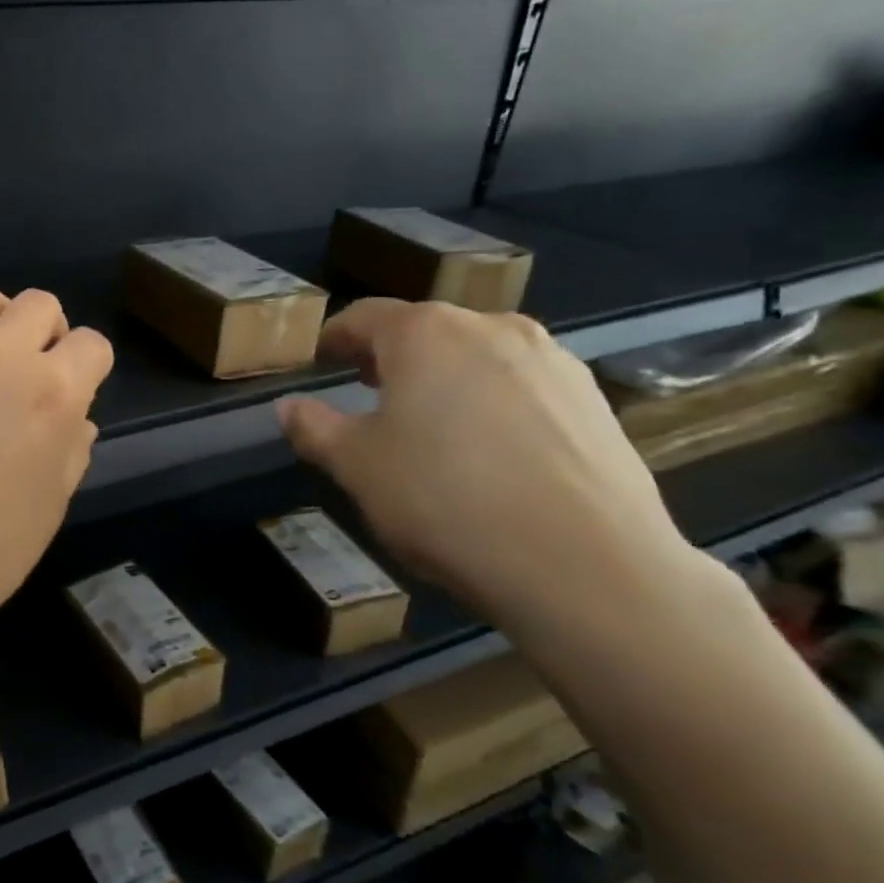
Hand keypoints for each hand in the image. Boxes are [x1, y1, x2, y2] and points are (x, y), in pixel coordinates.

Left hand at [0, 282, 114, 660]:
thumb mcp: (47, 512)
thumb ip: (70, 453)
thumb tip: (77, 420)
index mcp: (53, 396)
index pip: (92, 346)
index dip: (90, 367)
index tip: (76, 391)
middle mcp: (1, 356)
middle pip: (40, 305)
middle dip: (49, 333)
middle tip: (33, 372)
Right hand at [276, 299, 702, 629]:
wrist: (584, 565)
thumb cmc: (444, 501)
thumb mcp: (357, 467)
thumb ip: (315, 428)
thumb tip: (288, 407)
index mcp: (425, 333)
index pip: (363, 317)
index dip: (334, 337)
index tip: (319, 359)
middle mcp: (491, 327)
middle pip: (425, 331)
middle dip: (390, 357)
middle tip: (367, 392)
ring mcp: (552, 360)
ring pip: (478, 356)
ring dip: (445, 378)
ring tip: (431, 424)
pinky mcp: (594, 399)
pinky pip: (523, 386)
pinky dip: (493, 402)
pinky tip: (491, 451)